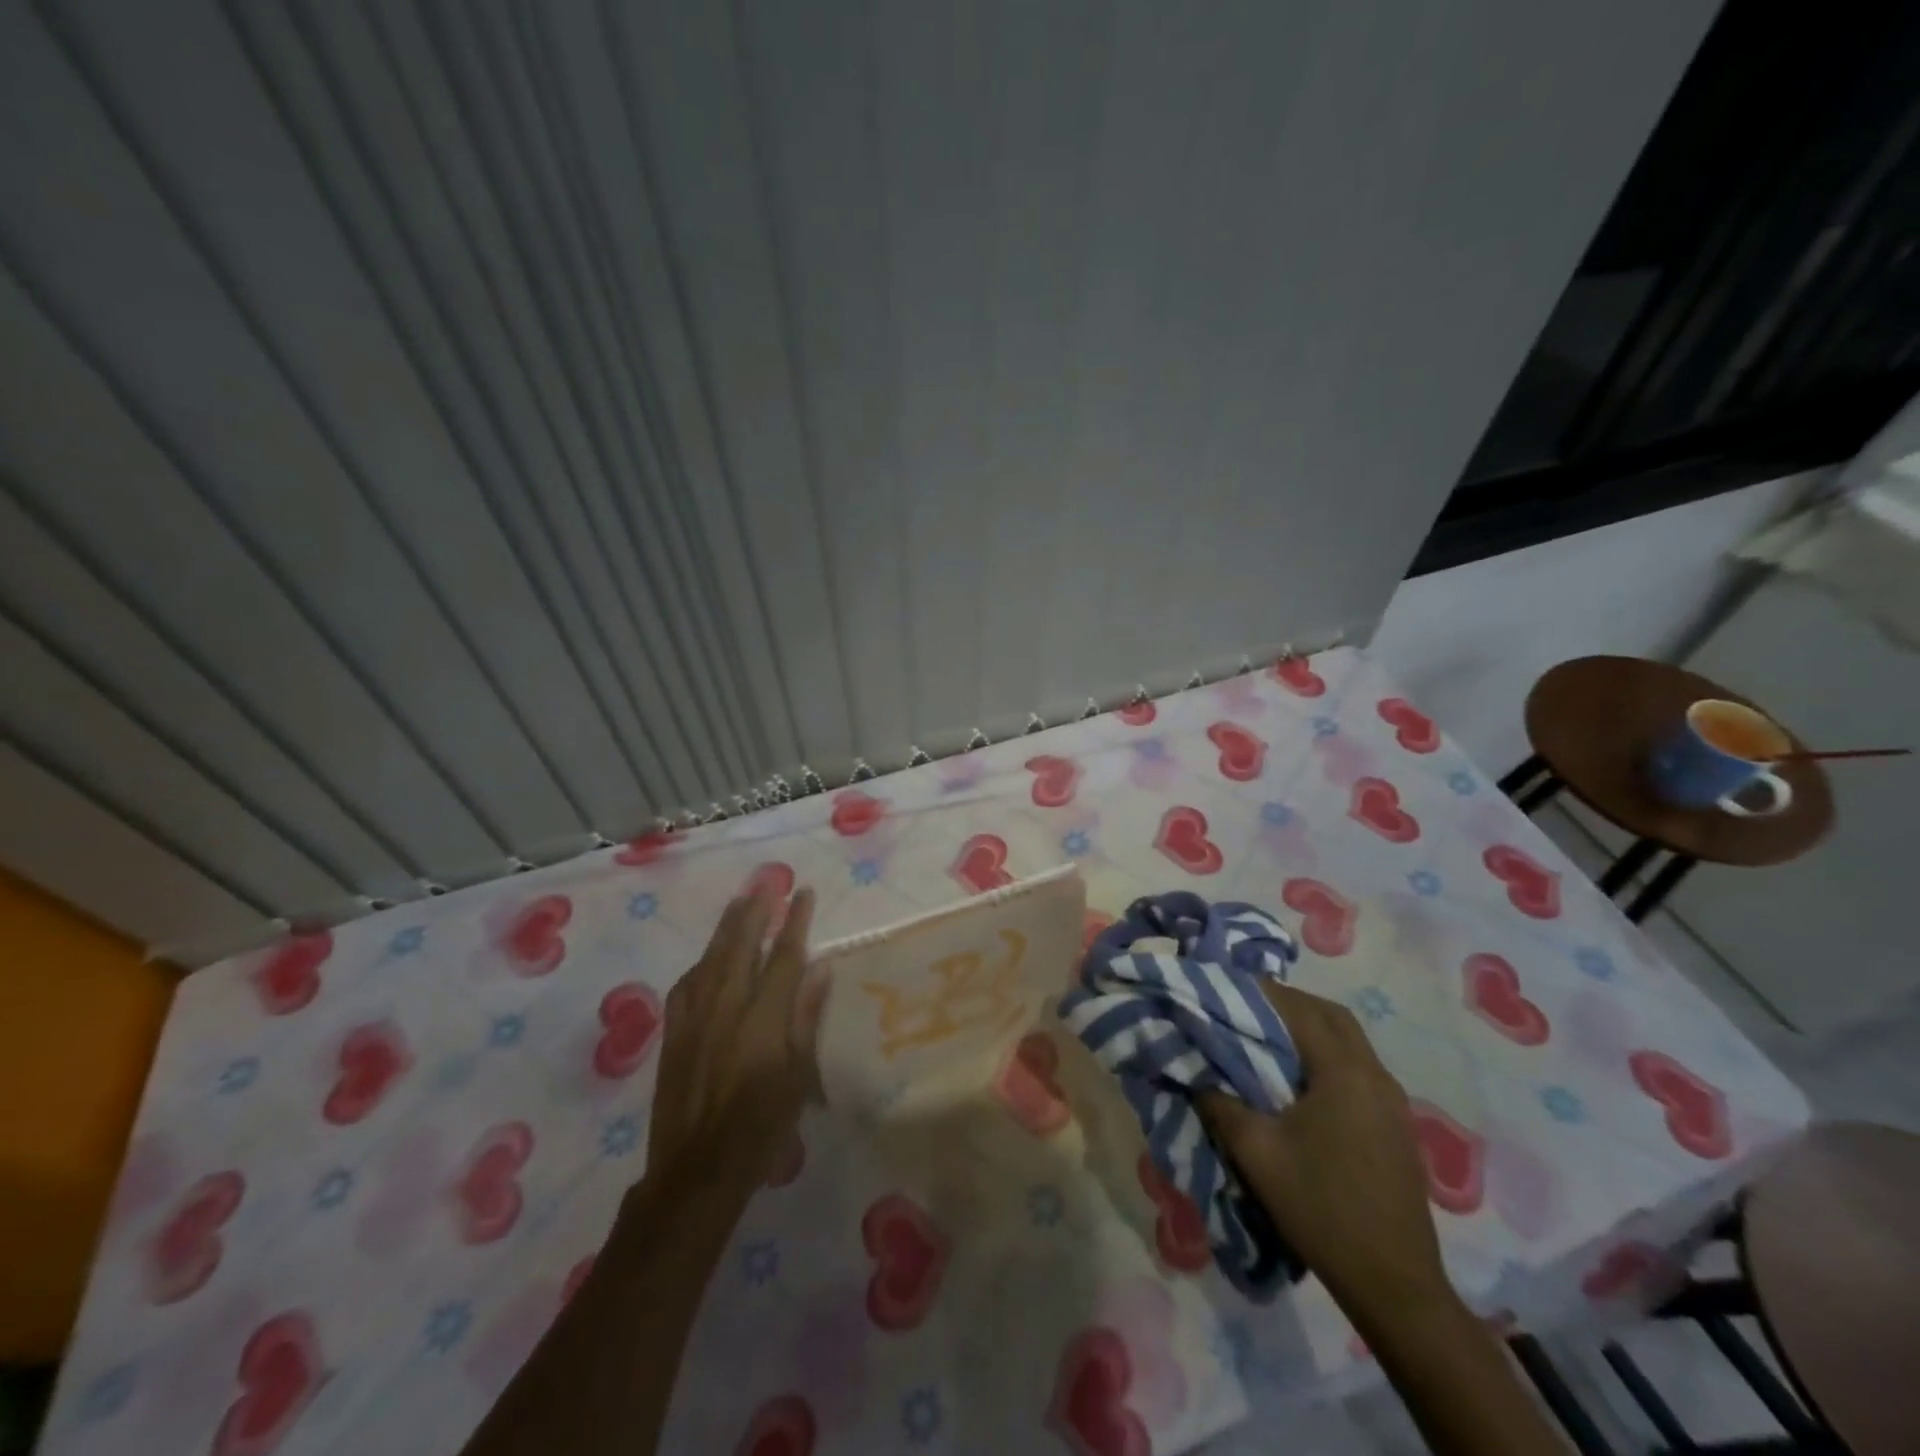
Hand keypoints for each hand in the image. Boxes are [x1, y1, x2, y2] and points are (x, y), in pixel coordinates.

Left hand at [647, 884, 824, 1197]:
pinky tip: (706, 958)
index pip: (784, 956)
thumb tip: (820, 967)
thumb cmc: (761, 1126)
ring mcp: (694, 1019)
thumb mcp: (799, 1076)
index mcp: (762, 1017)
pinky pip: (686, 985)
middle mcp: (726, 1007)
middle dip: (756, 911)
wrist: (696, 1171)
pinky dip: (700, 963)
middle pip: (742, 945)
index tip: (803, 893)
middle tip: (767, 882)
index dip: (795, 921)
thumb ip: (806, 1016)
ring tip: (739, 902)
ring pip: (711, 958)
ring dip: (727, 927)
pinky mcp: (673, 1035)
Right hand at [1200, 981, 1456, 1325]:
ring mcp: (1392, 1100)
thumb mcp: (1257, 1153)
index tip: (1226, 986)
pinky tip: (1301, 1079)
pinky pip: (1359, 1066)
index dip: (1262, 992)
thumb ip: (1221, 1103)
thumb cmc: (1321, 1208)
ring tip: (1268, 1037)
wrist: (1393, 1283)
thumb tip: (1196, 1072)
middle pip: (1332, 1015)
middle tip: (1248, 1006)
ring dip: (1311, 1027)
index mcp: (1344, 1072)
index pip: (1300, 1009)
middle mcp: (1375, 1075)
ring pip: (1349, 1039)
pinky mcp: (1397, 1123)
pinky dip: (1327, 1054)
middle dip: (1289, 1002)